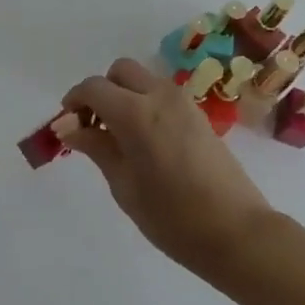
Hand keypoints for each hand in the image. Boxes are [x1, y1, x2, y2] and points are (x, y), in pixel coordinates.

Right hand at [61, 59, 272, 271]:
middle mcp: (159, 95)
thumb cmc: (173, 217)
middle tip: (93, 125)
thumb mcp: (124, 186)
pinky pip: (161, 93)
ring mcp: (182, 102)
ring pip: (142, 79)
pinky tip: (143, 140)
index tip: (66, 125)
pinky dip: (144, 103)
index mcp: (136, 112)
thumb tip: (69, 128)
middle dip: (101, 91)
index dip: (74, 101)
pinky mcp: (198, 114)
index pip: (94, 87)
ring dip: (123, 95)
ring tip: (117, 136)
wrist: (237, 233)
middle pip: (120, 71)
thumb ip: (96, 148)